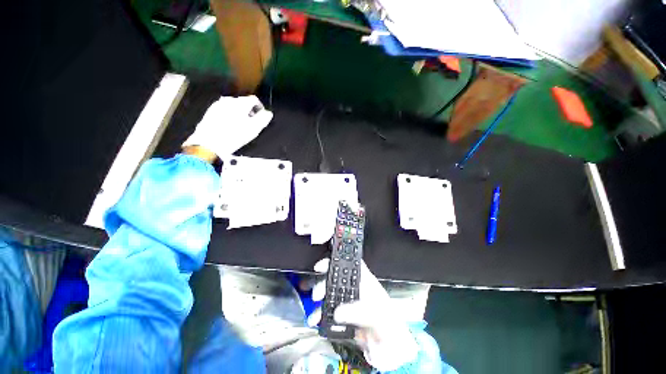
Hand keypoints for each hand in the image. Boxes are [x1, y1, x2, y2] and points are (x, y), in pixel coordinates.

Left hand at [182, 95, 272, 158]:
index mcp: (241, 103)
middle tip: (251, 123)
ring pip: (233, 105)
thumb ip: (263, 119)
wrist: (210, 142)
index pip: (254, 99)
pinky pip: (224, 109)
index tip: (261, 117)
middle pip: (243, 102)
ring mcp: (218, 104)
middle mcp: (229, 100)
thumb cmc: (235, 136)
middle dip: (249, 111)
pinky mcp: (210, 111)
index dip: (260, 108)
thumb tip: (268, 113)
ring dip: (239, 112)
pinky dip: (229, 114)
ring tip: (240, 125)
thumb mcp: (254, 129)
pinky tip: (229, 125)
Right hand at [310, 259, 419, 371]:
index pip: (351, 265)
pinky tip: (317, 321)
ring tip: (315, 313)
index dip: (338, 261)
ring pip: (331, 294)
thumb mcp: (376, 315)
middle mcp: (356, 289)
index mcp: (366, 282)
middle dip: (324, 284)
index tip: (323, 265)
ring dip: (321, 302)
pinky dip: (321, 315)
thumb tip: (338, 312)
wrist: (390, 350)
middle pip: (337, 278)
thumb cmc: (389, 326)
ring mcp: (350, 302)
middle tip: (317, 294)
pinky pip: (330, 311)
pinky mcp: (345, 316)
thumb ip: (357, 312)